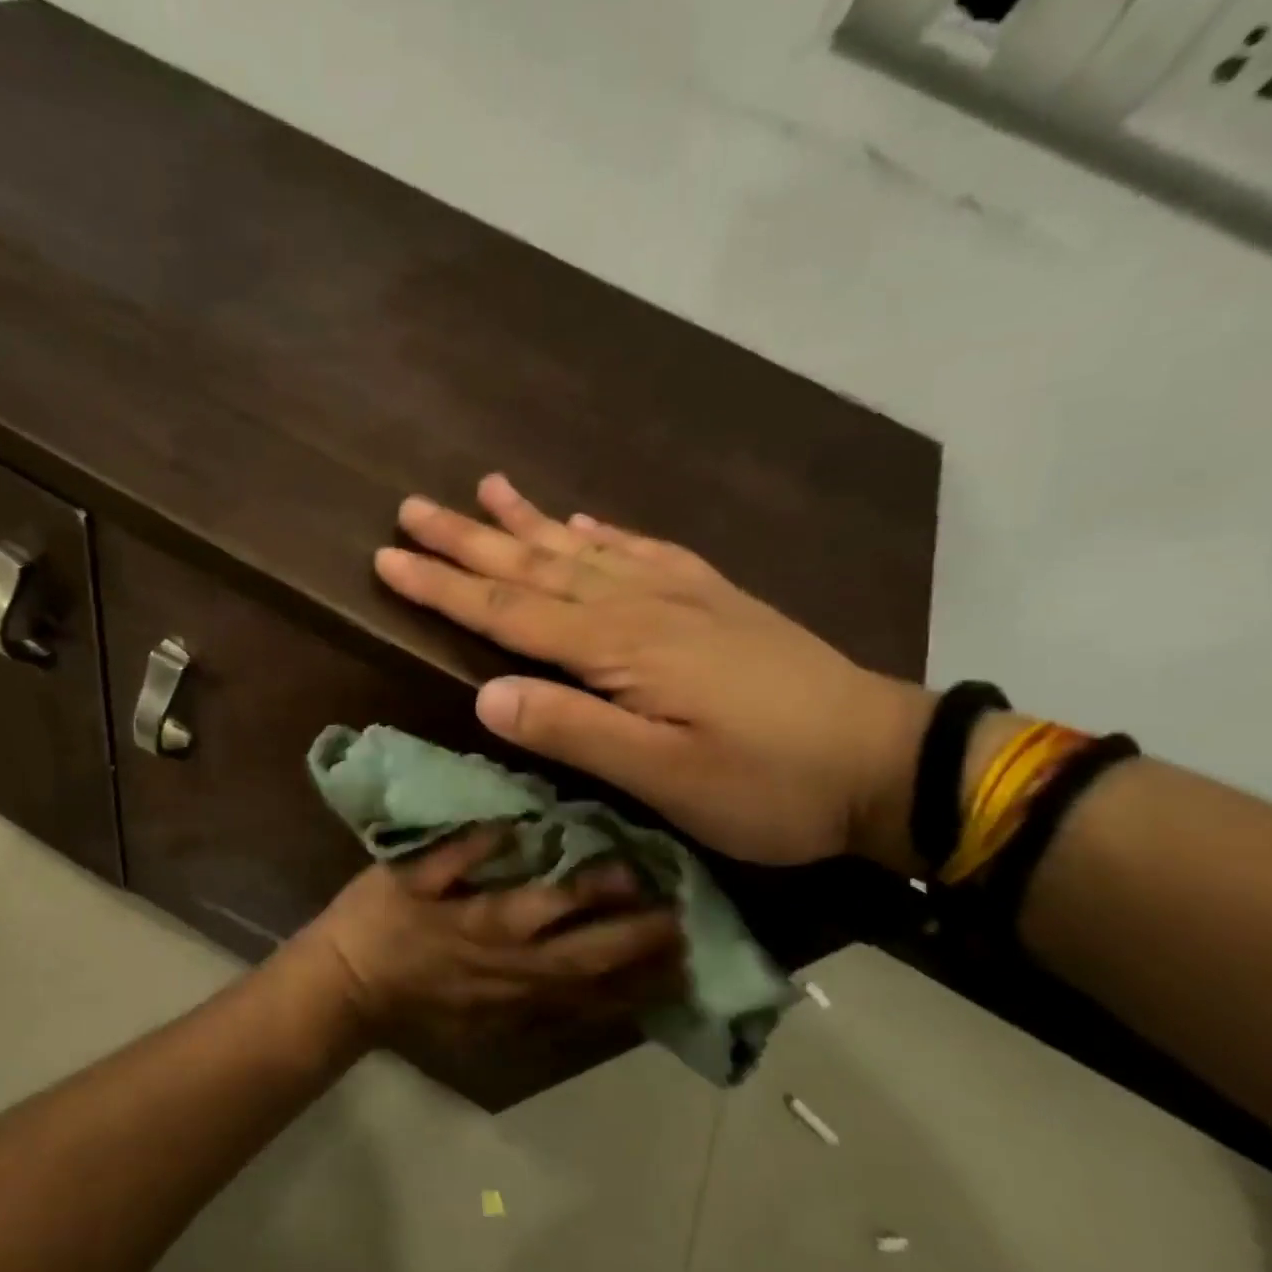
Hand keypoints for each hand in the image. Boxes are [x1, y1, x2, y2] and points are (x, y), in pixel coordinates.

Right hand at [303, 829, 683, 1042]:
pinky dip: (611, 1014)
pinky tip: (639, 1004)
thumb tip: (510, 823)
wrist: (352, 988)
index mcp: (486, 924)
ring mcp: (515, 1006)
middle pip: (588, 958)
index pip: (554, 905)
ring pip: (591, 998)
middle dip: (640, 942)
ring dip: (639, 982)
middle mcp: (513, 970)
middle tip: (687, 923)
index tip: (641, 870)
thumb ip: (457, 849)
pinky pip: (571, 1024)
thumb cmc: (377, 919)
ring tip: (685, 966)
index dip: (599, 889)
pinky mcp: (509, 1029)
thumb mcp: (404, 872)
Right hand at [373, 474, 930, 867]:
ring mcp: (682, 595)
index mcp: (619, 648)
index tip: (386, 558)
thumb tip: (484, 695)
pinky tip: (586, 520)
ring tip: (487, 487)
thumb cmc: (767, 783)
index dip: (443, 587)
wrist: (885, 761)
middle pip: (536, 566)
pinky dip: (606, 533)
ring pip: (584, 548)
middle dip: (468, 540)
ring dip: (530, 521)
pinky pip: (646, 552)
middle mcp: (641, 605)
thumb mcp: (664, 777)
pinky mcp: (715, 600)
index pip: (508, 610)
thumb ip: (572, 731)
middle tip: (412, 506)